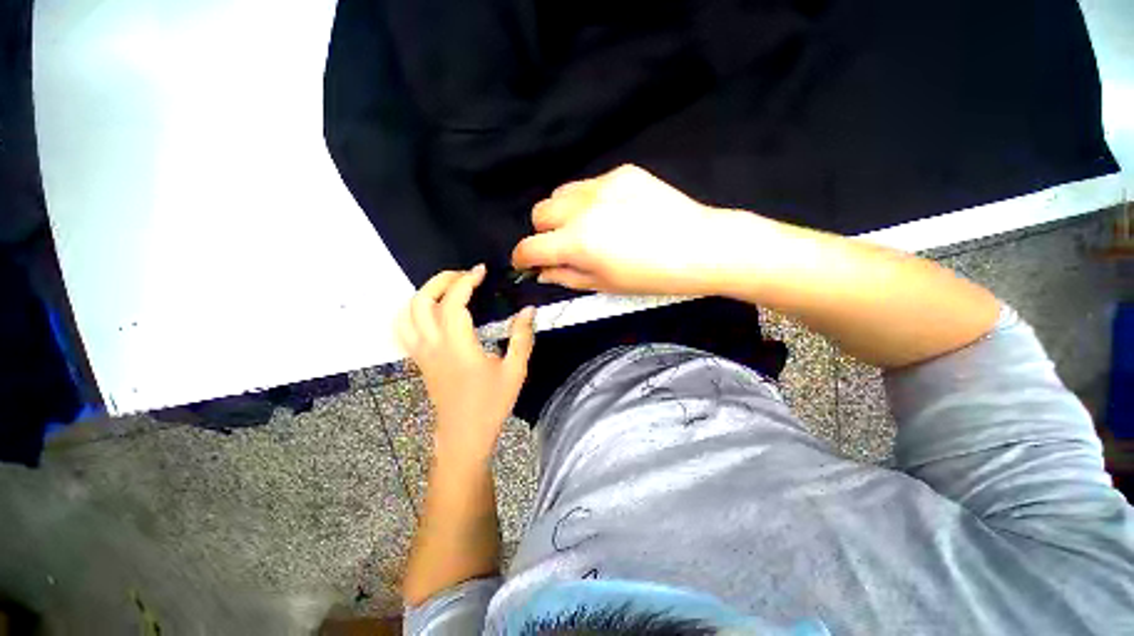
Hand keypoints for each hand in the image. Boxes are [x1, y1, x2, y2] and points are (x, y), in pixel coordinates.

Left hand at [395, 266, 535, 463]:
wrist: (464, 435)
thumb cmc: (491, 404)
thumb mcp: (514, 370)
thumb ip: (522, 337)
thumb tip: (528, 310)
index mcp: (458, 347)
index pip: (452, 303)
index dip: (465, 281)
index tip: (481, 271)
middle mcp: (433, 346)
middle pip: (422, 301)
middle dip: (441, 280)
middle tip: (464, 275)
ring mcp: (421, 353)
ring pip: (407, 313)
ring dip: (424, 293)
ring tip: (447, 287)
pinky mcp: (419, 360)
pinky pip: (403, 329)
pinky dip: (412, 311)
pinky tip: (430, 310)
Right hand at [511, 164, 749, 295]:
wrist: (701, 247)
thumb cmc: (652, 277)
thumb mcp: (604, 285)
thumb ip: (567, 277)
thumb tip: (543, 272)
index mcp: (577, 242)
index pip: (530, 247)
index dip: (522, 258)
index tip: (525, 263)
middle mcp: (582, 208)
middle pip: (539, 212)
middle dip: (543, 233)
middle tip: (562, 246)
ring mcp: (602, 185)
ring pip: (560, 193)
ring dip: (562, 213)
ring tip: (585, 227)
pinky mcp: (623, 172)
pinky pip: (590, 185)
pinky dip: (588, 201)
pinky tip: (613, 213)